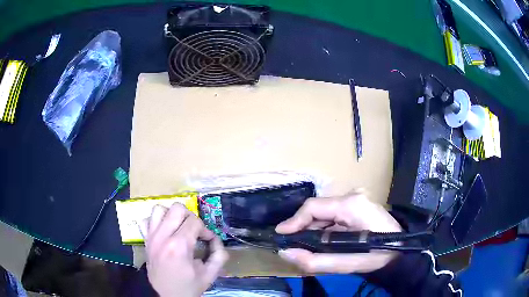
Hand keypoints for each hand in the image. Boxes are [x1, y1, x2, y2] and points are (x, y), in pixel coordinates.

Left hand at [143, 203, 227, 296]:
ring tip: (178, 228)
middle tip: (194, 231)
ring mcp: (151, 237)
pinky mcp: (145, 240)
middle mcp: (162, 236)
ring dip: (171, 216)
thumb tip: (215, 239)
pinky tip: (164, 232)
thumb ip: (219, 255)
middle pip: (177, 208)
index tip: (208, 240)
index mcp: (179, 246)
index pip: (194, 221)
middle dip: (190, 217)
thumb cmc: (189, 286)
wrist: (168, 296)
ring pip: (159, 209)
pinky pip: (146, 220)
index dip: (205, 229)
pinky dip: (155, 222)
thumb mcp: (210, 274)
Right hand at [275, 191, 401, 273]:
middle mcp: (352, 196)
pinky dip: (324, 229)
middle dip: (304, 228)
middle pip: (318, 209)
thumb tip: (286, 253)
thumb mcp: (346, 264)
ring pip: (325, 213)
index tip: (281, 235)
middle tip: (294, 246)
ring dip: (314, 230)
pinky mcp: (358, 205)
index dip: (294, 221)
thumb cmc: (377, 256)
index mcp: (351, 205)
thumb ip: (314, 261)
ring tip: (308, 247)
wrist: (401, 251)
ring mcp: (356, 199)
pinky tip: (323, 242)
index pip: (313, 207)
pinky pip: (333, 215)